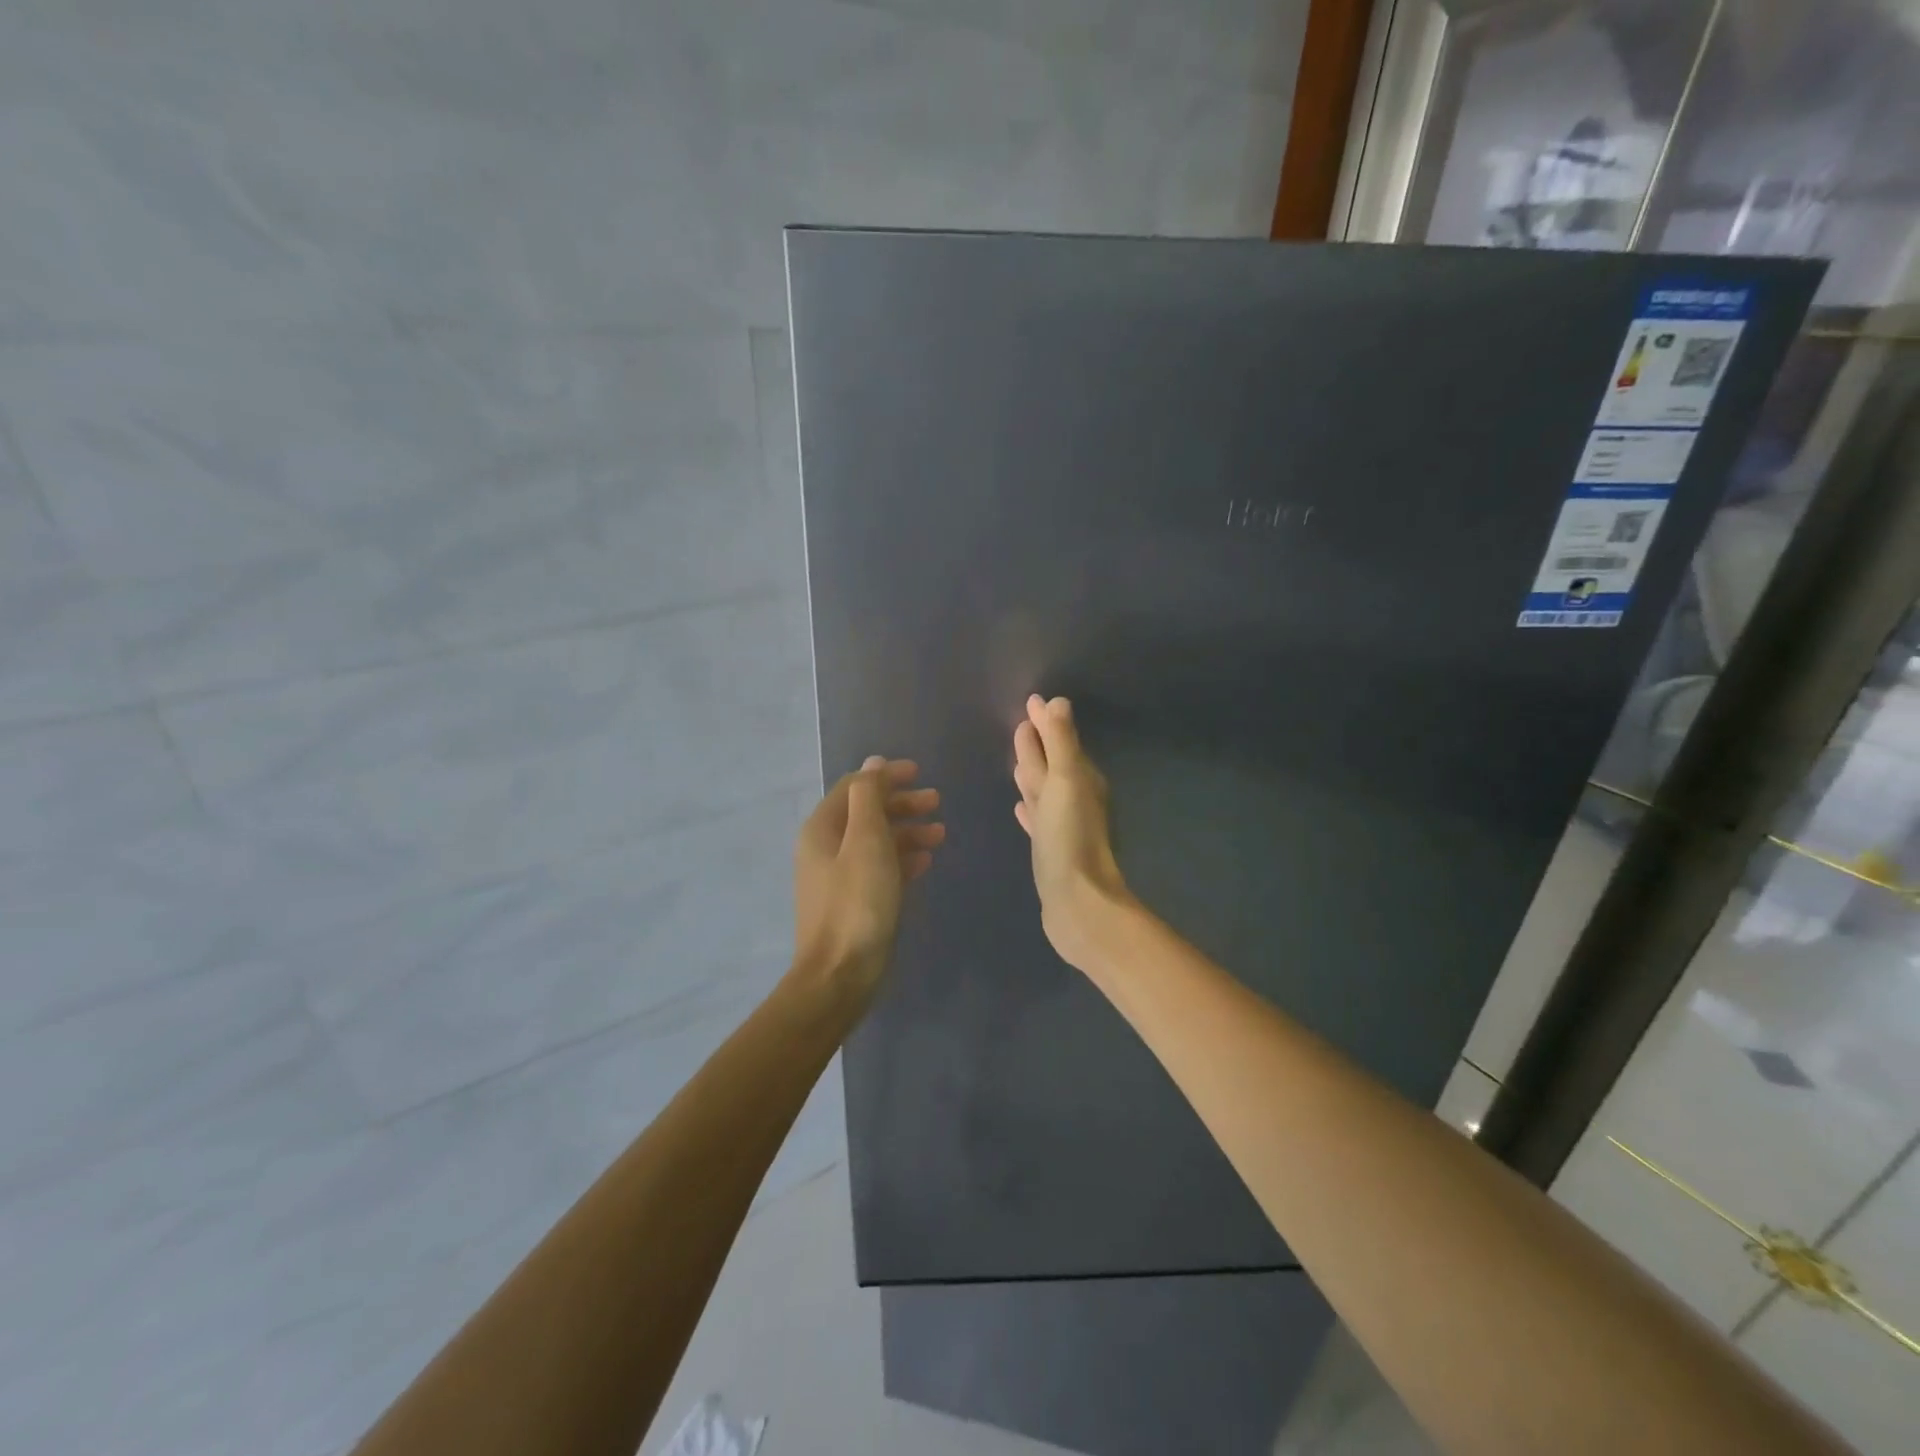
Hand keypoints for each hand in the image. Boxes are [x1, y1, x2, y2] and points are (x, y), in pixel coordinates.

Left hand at [793, 756, 943, 1001]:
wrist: (840, 975)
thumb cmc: (857, 902)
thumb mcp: (866, 841)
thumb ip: (870, 797)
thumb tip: (873, 763)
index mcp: (822, 828)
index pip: (855, 787)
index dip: (886, 776)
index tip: (920, 773)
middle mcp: (825, 848)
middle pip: (866, 813)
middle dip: (901, 803)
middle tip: (936, 802)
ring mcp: (838, 877)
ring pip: (875, 841)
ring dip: (907, 831)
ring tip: (940, 834)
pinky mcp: (853, 901)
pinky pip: (879, 868)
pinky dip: (902, 858)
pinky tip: (925, 861)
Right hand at [1012, 695, 1130, 969]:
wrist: (1077, 903)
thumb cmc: (1070, 838)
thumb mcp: (1065, 781)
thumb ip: (1061, 742)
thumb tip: (1057, 702)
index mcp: (1081, 780)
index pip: (1060, 742)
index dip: (1045, 723)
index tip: (1030, 702)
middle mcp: (1074, 800)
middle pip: (1051, 765)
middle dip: (1037, 746)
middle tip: (1020, 724)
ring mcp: (1062, 827)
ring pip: (1043, 791)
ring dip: (1031, 774)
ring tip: (1016, 761)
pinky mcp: (1050, 850)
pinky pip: (1037, 819)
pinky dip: (1029, 809)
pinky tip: (1019, 807)